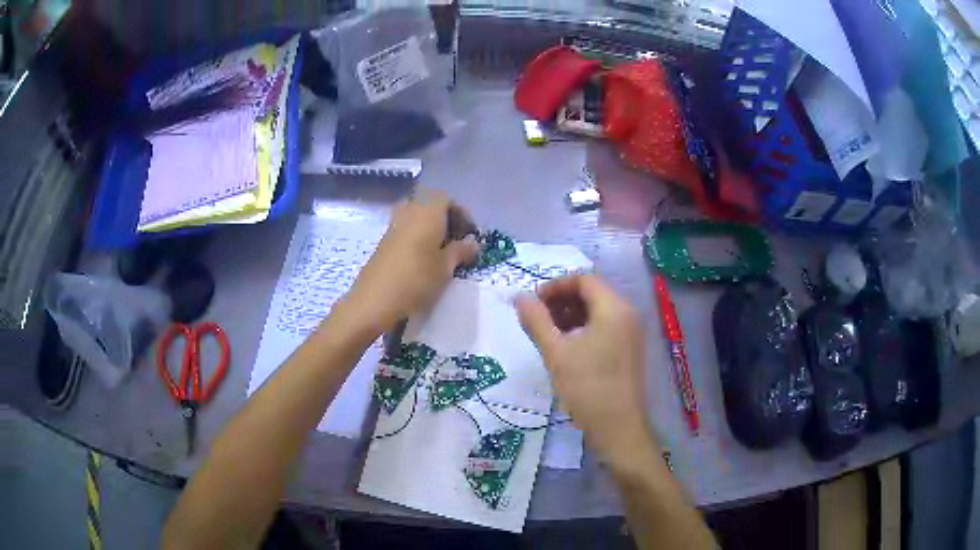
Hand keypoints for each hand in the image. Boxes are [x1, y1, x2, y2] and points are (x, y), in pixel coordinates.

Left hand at [343, 189, 478, 333]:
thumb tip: (473, 243)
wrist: (374, 300)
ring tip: (440, 252)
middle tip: (456, 240)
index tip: (470, 234)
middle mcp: (409, 212)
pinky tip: (422, 260)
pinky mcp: (383, 242)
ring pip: (416, 217)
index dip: (461, 213)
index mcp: (427, 212)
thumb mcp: (446, 267)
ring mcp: (393, 226)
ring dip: (430, 229)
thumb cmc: (416, 280)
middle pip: (430, 205)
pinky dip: (416, 237)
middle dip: (445, 219)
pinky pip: (405, 230)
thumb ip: (460, 251)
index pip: (447, 199)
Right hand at [515, 275, 656, 468]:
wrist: (618, 428)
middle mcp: (627, 313)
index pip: (583, 279)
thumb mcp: (556, 353)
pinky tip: (565, 346)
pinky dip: (583, 328)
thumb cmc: (587, 387)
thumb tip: (519, 296)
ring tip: (547, 333)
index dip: (555, 285)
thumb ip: (536, 321)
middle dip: (561, 300)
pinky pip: (604, 326)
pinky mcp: (628, 349)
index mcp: (614, 308)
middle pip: (591, 292)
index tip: (532, 302)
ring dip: (570, 315)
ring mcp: (630, 332)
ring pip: (597, 310)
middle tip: (536, 318)